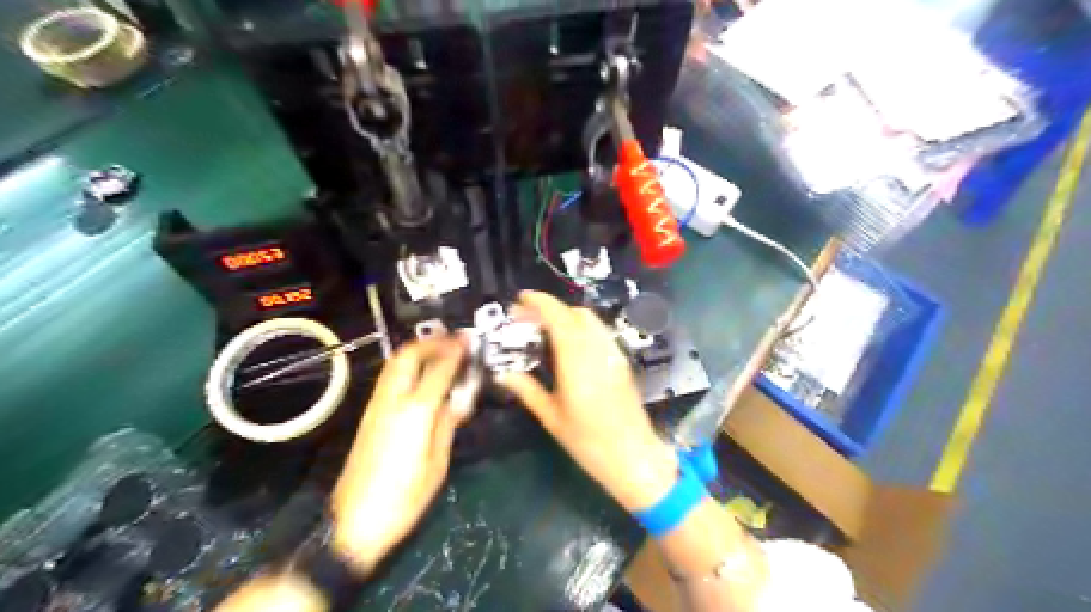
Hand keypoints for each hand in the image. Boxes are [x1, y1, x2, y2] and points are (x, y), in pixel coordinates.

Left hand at [332, 338, 468, 572]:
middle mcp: (392, 401)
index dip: (456, 352)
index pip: (439, 369)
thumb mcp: (437, 464)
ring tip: (441, 353)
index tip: (470, 342)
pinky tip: (424, 376)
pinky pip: (391, 379)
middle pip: (408, 356)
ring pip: (395, 364)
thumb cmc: (404, 499)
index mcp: (415, 412)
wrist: (354, 523)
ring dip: (418, 352)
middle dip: (432, 342)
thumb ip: (447, 425)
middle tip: (454, 342)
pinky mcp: (369, 416)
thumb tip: (457, 400)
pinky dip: (408, 367)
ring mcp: (376, 407)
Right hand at [498, 292, 679, 510]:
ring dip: (567, 316)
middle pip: (576, 313)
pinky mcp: (622, 362)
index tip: (520, 299)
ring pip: (591, 321)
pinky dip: (581, 328)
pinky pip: (600, 333)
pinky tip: (569, 346)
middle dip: (550, 309)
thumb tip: (503, 374)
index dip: (539, 303)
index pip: (559, 317)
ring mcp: (614, 354)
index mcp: (577, 361)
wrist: (635, 458)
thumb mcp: (552, 418)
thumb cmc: (589, 442)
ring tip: (545, 331)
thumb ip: (528, 390)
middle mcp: (598, 350)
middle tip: (527, 320)